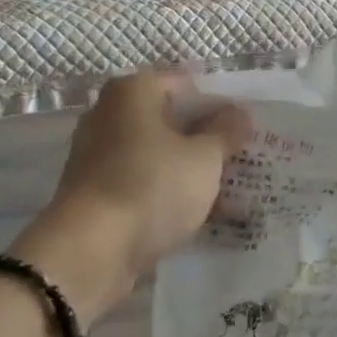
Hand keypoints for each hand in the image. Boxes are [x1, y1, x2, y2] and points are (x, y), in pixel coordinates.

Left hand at [13, 73, 248, 319]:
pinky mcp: (96, 192)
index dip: (219, 106)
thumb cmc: (152, 187)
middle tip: (242, 159)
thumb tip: (239, 114)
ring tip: (231, 193)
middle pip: (170, 121)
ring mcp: (99, 155)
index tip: (245, 129)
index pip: (186, 86)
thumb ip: (226, 132)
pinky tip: (202, 215)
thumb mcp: (204, 158)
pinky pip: (144, 184)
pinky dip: (170, 194)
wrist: (91, 251)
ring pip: (158, 156)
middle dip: (206, 141)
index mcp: (133, 91)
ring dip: (191, 171)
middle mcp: (109, 115)